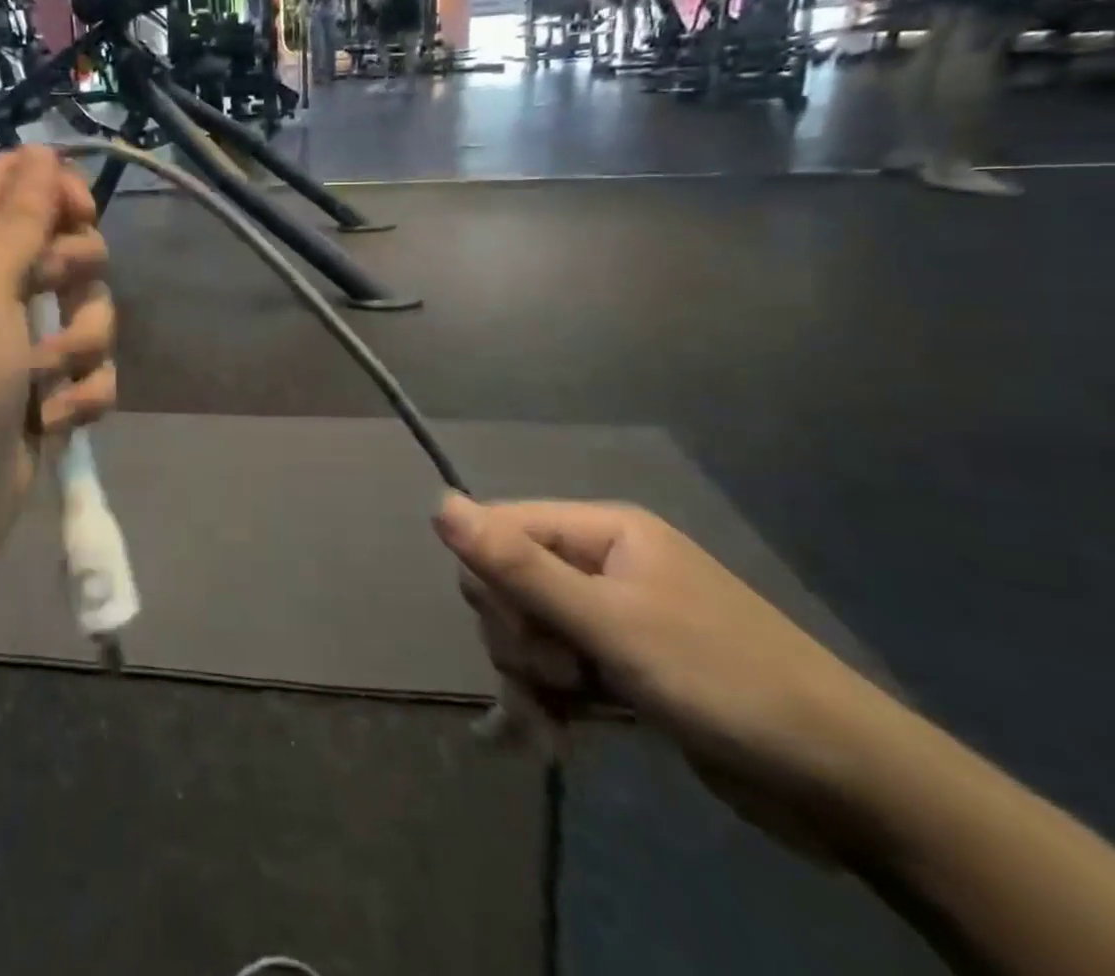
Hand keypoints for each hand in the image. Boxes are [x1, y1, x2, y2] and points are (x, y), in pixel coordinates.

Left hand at [0, 147, 114, 590]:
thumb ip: (20, 219)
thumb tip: (41, 150)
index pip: (14, 187)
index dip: (53, 186)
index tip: (79, 210)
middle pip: (68, 245)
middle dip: (74, 272)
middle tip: (50, 294)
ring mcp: (28, 345)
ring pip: (94, 311)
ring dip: (79, 346)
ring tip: (44, 379)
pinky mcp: (52, 393)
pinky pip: (97, 374)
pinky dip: (83, 397)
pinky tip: (54, 420)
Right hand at [435, 498, 901, 858]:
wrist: (851, 787)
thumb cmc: (723, 681)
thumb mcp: (611, 623)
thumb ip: (518, 566)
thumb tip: (438, 503)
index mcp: (601, 531)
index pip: (501, 529)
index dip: (494, 581)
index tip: (524, 635)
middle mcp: (601, 564)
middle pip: (509, 584)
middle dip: (519, 640)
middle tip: (561, 681)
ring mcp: (612, 618)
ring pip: (528, 633)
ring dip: (531, 683)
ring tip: (558, 729)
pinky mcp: (621, 669)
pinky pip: (557, 672)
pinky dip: (546, 706)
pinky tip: (537, 742)